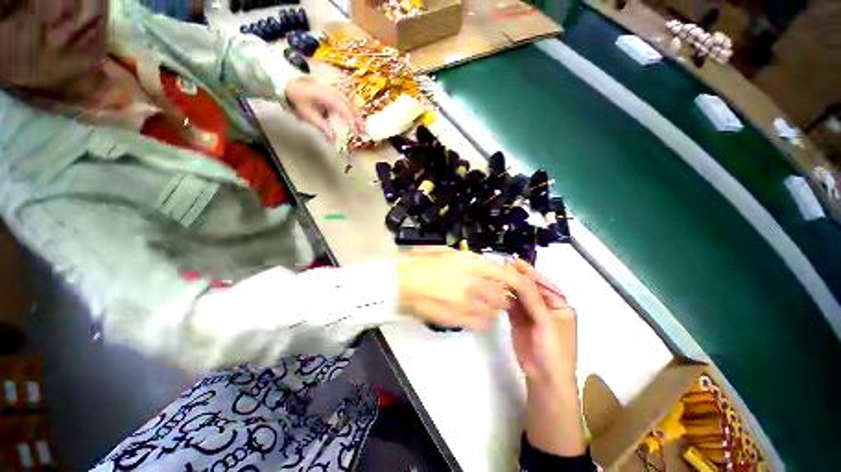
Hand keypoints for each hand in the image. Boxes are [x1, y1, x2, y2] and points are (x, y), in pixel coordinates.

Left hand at [285, 77, 363, 141]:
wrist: (290, 84)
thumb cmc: (299, 101)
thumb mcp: (308, 116)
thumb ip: (322, 127)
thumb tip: (333, 140)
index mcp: (326, 96)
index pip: (343, 108)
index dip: (352, 120)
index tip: (357, 131)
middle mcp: (332, 91)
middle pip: (349, 104)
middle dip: (357, 118)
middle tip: (363, 131)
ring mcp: (333, 88)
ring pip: (349, 101)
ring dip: (356, 113)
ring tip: (361, 124)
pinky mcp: (333, 89)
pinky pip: (346, 98)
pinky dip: (352, 107)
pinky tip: (354, 115)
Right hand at [396, 248, 524, 330]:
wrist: (401, 282)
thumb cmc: (421, 262)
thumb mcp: (447, 252)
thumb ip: (469, 259)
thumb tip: (484, 266)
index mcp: (471, 263)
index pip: (506, 274)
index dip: (515, 280)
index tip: (513, 283)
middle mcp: (474, 283)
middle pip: (503, 296)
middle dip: (502, 295)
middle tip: (494, 293)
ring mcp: (466, 304)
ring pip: (494, 312)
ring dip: (491, 308)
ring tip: (481, 304)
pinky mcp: (457, 320)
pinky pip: (481, 324)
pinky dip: (481, 320)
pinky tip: (472, 314)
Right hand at [509, 260, 584, 456]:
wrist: (544, 378)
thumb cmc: (554, 349)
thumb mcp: (546, 321)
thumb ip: (532, 298)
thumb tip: (519, 276)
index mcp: (559, 305)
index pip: (543, 283)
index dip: (530, 272)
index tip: (515, 261)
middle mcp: (545, 306)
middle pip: (529, 288)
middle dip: (517, 277)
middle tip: (501, 265)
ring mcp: (530, 313)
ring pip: (519, 295)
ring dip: (509, 286)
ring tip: (496, 274)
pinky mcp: (518, 320)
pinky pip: (511, 305)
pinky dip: (504, 297)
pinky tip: (496, 289)